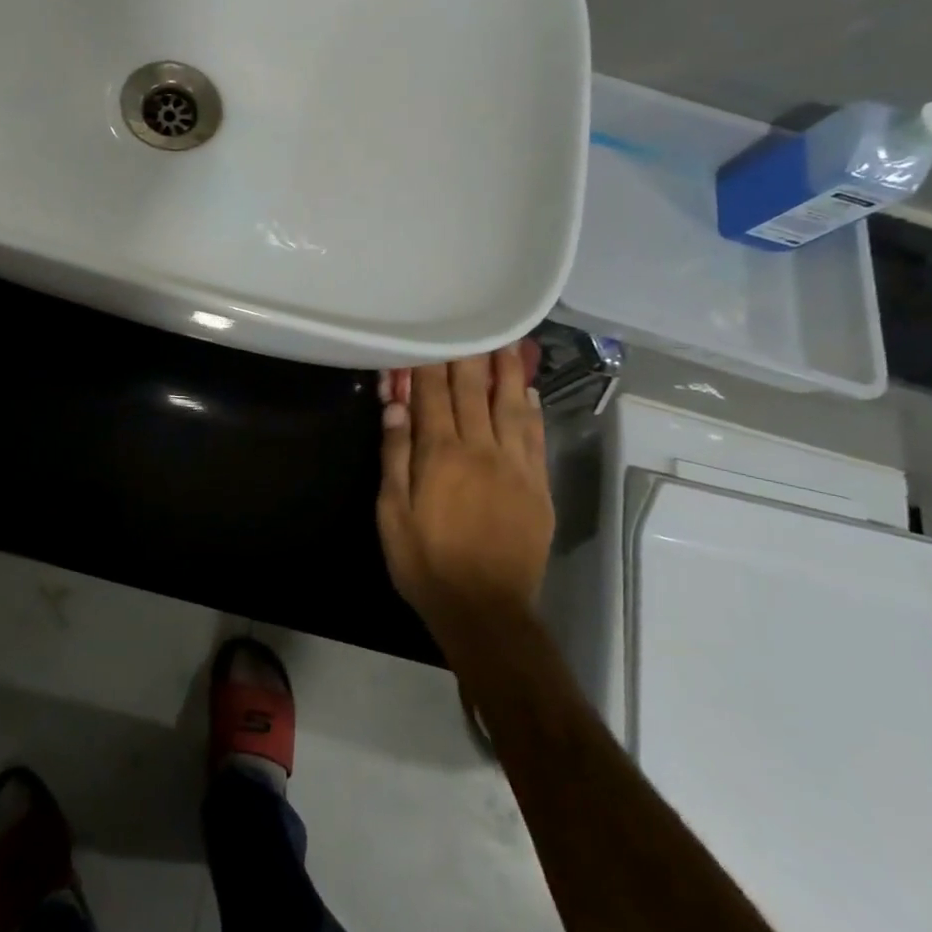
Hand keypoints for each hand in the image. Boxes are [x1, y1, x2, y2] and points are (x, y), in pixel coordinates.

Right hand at [376, 344, 553, 635]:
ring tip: (508, 341)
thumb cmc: (427, 563)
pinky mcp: (538, 487)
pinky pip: (535, 438)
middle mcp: (481, 450)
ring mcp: (515, 467)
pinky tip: (528, 392)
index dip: (430, 364)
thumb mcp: (393, 513)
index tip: (429, 333)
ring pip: (511, 407)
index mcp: (441, 455)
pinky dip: (531, 410)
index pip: (433, 396)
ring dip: (507, 371)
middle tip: (474, 321)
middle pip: (474, 392)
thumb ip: (395, 456)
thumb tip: (395, 406)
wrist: (487, 610)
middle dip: (470, 356)